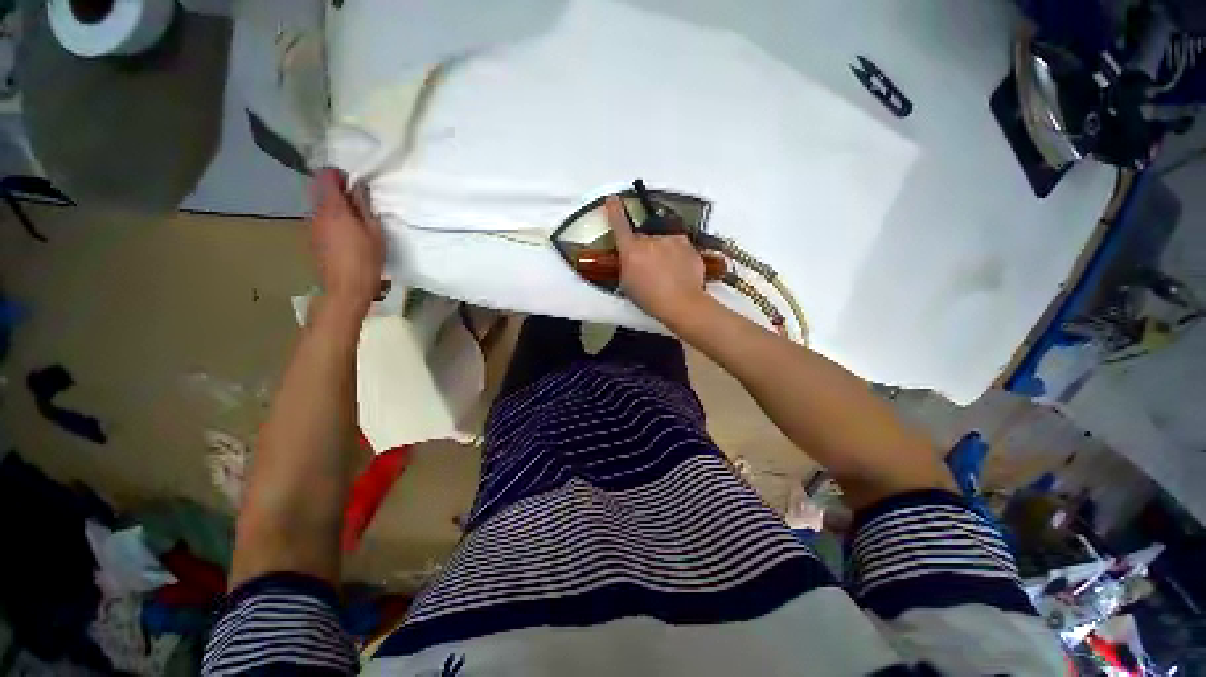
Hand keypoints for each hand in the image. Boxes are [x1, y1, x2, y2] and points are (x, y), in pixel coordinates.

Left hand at [310, 168, 384, 313]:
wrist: (345, 289)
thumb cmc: (366, 260)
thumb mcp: (375, 232)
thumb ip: (364, 208)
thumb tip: (359, 189)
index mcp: (333, 208)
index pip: (325, 176)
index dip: (338, 175)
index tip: (354, 183)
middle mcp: (316, 213)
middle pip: (320, 189)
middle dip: (336, 190)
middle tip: (358, 201)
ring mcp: (311, 226)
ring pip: (319, 205)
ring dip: (334, 206)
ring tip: (355, 219)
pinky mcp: (312, 239)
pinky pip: (320, 220)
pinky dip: (331, 219)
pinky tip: (346, 234)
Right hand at [605, 196, 713, 324]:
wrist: (682, 303)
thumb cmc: (650, 298)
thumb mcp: (627, 285)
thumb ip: (625, 265)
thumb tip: (629, 259)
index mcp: (631, 250)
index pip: (619, 224)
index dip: (614, 210)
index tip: (613, 199)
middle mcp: (650, 240)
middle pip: (643, 239)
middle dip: (644, 249)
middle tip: (648, 269)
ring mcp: (670, 240)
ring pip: (661, 242)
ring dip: (661, 252)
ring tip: (667, 273)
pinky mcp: (687, 243)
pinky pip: (677, 246)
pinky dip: (677, 255)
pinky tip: (679, 270)